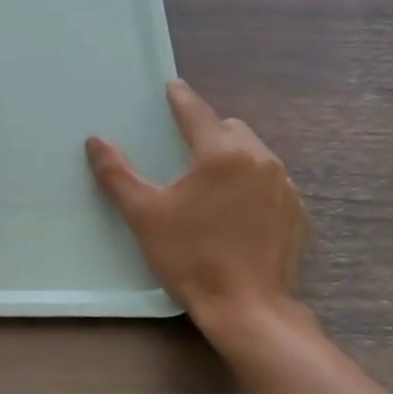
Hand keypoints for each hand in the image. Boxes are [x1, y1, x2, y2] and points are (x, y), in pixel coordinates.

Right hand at [86, 80, 306, 336]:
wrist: (247, 306)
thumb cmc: (190, 256)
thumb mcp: (145, 215)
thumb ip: (118, 174)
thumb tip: (96, 141)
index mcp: (221, 154)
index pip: (197, 113)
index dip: (180, 98)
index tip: (172, 86)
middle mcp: (259, 160)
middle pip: (231, 129)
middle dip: (208, 130)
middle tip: (185, 147)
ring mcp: (284, 186)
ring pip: (254, 154)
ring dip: (232, 157)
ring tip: (210, 180)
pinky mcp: (297, 212)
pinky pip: (271, 181)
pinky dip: (251, 183)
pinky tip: (235, 210)